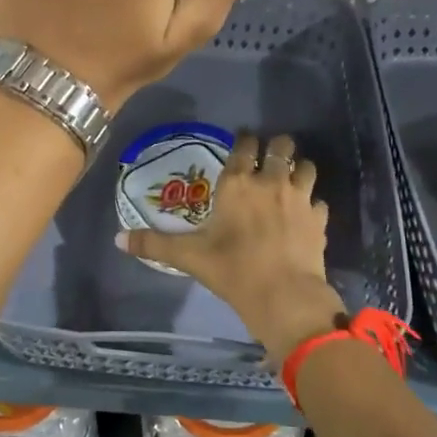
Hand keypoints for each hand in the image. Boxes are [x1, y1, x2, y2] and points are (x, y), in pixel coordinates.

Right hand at [118, 132, 346, 360]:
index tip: (243, 141)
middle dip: (277, 146)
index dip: (245, 139)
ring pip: (307, 167)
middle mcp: (270, 181)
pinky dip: (313, 203)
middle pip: (281, 147)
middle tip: (271, 155)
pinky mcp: (319, 218)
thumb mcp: (189, 256)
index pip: (244, 145)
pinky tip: (307, 213)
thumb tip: (118, 239)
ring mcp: (299, 198)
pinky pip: (319, 200)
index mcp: (237, 183)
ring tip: (293, 177)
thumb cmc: (232, 270)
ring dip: (300, 168)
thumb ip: (154, 243)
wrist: (283, 296)